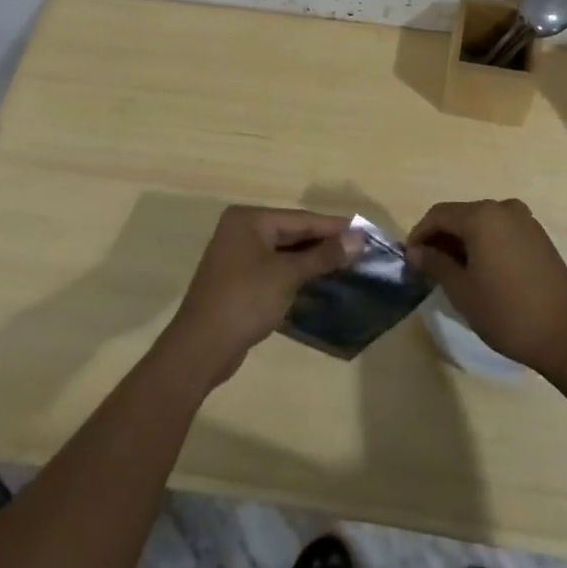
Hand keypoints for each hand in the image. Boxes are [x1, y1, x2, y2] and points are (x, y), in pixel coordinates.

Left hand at [162, 206, 363, 386]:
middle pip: (292, 233)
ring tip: (348, 266)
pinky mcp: (239, 282)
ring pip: (284, 254)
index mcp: (249, 220)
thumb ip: (323, 256)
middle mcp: (241, 231)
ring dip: (313, 261)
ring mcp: (238, 257)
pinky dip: (296, 276)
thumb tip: (358, 239)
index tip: (365, 232)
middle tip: (360, 251)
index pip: (301, 219)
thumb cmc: (245, 300)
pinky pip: (275, 270)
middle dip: (324, 244)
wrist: (201, 348)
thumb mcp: (287, 275)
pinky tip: (320, 284)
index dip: (334, 227)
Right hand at [405, 199, 566, 376]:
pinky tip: (482, 270)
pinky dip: (486, 243)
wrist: (566, 337)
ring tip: (453, 271)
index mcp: (483, 216)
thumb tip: (416, 251)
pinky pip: (502, 231)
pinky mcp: (540, 237)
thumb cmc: (507, 313)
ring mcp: (526, 221)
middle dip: (441, 237)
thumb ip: (435, 264)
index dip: (419, 234)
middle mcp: (504, 209)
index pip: (439, 215)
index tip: (409, 259)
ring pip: (482, 223)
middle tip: (428, 266)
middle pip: (461, 215)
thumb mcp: (462, 290)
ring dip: (463, 241)